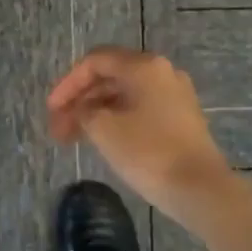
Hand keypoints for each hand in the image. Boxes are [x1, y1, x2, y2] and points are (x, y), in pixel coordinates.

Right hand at [47, 47, 232, 222]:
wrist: (200, 188)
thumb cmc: (148, 152)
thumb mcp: (103, 129)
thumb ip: (83, 111)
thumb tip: (82, 110)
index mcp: (144, 66)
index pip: (95, 61)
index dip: (67, 83)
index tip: (51, 110)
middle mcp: (161, 73)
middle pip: (110, 76)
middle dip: (79, 100)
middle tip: (58, 127)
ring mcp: (174, 96)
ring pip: (123, 95)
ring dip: (95, 112)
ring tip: (73, 138)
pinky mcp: (180, 118)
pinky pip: (139, 109)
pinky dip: (115, 119)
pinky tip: (100, 140)